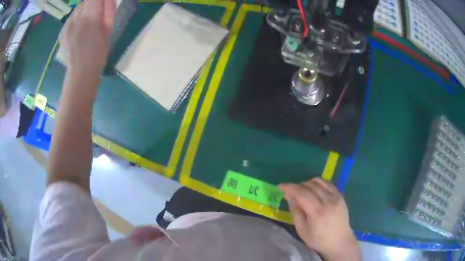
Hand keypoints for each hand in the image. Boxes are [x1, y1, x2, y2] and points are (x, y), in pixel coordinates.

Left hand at [59, 0, 115, 75]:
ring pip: (77, 9)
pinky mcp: (62, 32)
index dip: (100, 0)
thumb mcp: (109, 29)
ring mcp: (67, 26)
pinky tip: (78, 30)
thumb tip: (107, 0)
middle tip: (96, 16)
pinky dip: (75, 19)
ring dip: (83, 11)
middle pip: (85, 2)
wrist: (81, 72)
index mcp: (90, 17)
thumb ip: (109, 10)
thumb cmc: (99, 52)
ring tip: (86, 24)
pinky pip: (70, 18)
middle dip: (93, 5)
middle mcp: (76, 18)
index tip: (102, 5)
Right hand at [280, 178, 359, 260]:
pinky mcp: (340, 195)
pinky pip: (327, 183)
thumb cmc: (318, 239)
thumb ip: (295, 211)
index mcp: (318, 212)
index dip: (290, 188)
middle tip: (290, 192)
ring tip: (302, 192)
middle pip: (310, 186)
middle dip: (297, 186)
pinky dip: (318, 183)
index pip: (302, 194)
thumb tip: (289, 196)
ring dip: (307, 183)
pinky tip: (313, 190)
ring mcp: (336, 196)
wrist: (339, 241)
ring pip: (319, 182)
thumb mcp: (302, 230)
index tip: (280, 186)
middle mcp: (328, 201)